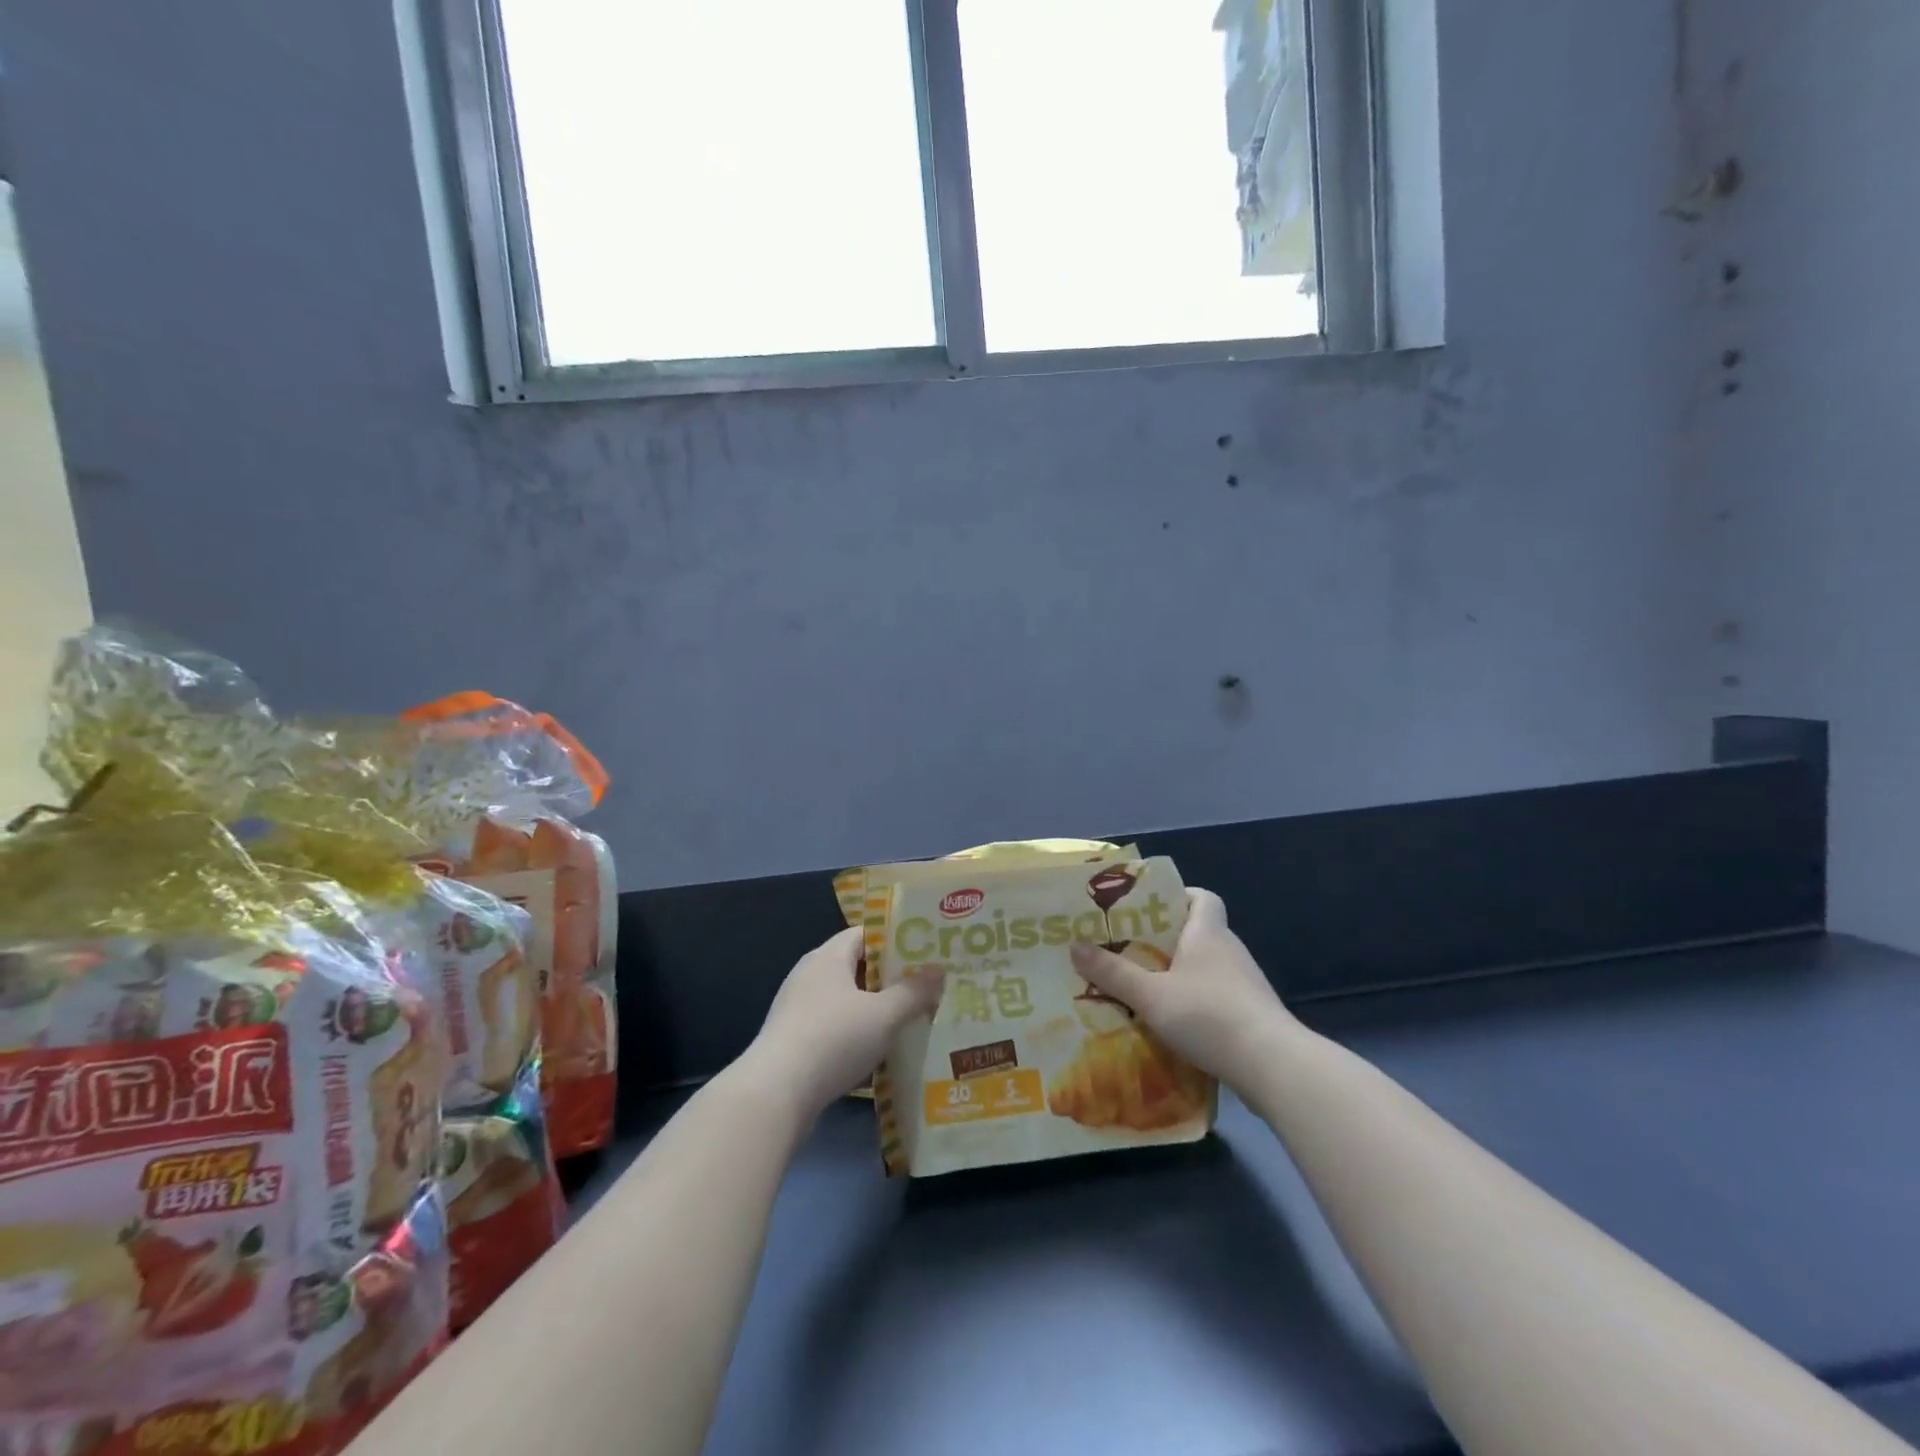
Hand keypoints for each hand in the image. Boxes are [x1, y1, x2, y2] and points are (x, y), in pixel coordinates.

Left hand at [744, 927, 943, 1122]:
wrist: (776, 1094)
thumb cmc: (833, 1039)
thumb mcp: (884, 1015)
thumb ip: (913, 992)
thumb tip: (939, 971)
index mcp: (827, 957)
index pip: (864, 934)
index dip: (895, 939)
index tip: (925, 951)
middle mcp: (810, 975)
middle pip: (856, 966)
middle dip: (890, 977)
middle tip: (925, 985)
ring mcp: (798, 1009)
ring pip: (846, 1000)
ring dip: (874, 1008)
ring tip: (910, 1018)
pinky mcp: (794, 1041)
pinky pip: (834, 1027)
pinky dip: (857, 1033)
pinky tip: (879, 1051)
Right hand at [1069, 888, 1298, 1093]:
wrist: (1273, 1066)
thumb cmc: (1208, 1015)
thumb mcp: (1150, 995)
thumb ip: (1112, 973)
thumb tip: (1074, 946)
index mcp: (1207, 932)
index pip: (1202, 897)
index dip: (1178, 897)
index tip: (1148, 910)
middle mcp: (1229, 950)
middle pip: (1198, 932)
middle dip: (1165, 939)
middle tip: (1128, 950)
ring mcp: (1245, 984)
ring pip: (1206, 966)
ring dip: (1179, 974)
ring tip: (1143, 988)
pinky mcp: (1251, 1014)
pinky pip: (1216, 995)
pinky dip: (1195, 1001)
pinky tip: (1172, 1022)